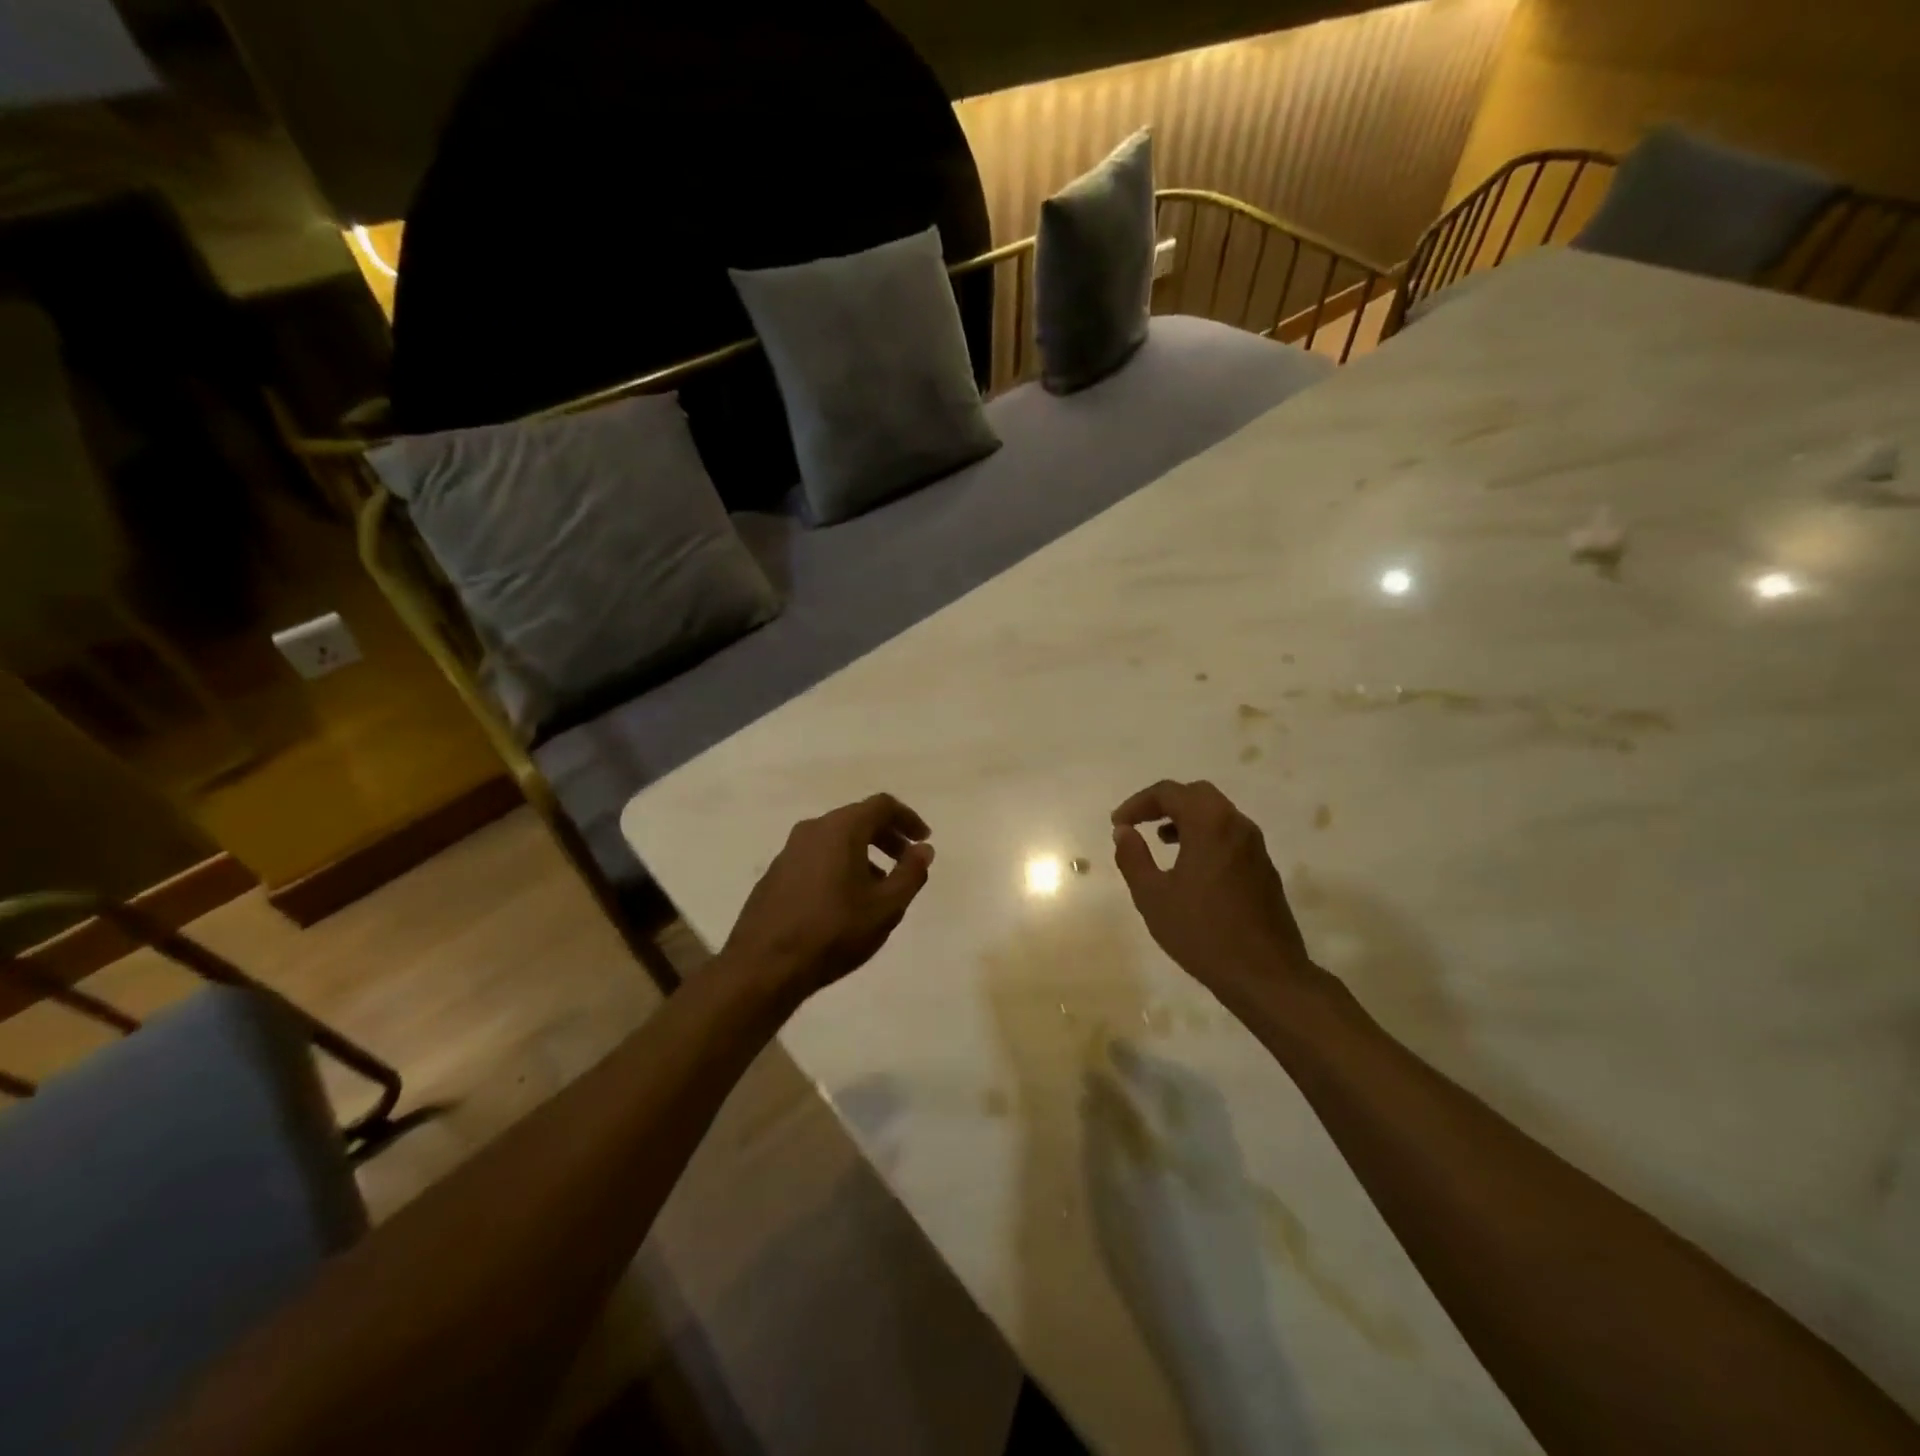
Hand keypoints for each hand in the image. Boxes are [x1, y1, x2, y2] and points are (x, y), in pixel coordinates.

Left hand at [720, 793, 934, 1002]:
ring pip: (835, 839)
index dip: (908, 818)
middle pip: (857, 819)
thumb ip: (911, 873)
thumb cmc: (833, 931)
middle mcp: (812, 829)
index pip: (882, 805)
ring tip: (879, 886)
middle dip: (886, 837)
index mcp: (841, 828)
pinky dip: (839, 865)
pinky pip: (816, 856)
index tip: (923, 839)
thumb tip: (923, 849)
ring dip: (863, 853)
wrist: (764, 965)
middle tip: (906, 861)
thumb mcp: (886, 906)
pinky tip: (845, 900)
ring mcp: (789, 851)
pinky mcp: (775, 873)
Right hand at [1110, 780, 1313, 1003]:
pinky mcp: (1264, 869)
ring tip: (1161, 841)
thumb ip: (1133, 857)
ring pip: (1217, 814)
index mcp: (1210, 824)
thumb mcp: (1153, 896)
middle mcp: (1237, 825)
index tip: (1118, 824)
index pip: (1169, 792)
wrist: (1265, 975)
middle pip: (1197, 794)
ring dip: (1186, 819)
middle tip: (1139, 823)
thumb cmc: (1202, 932)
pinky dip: (1205, 836)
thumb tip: (1123, 831)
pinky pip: (1230, 835)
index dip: (1138, 803)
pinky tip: (1190, 866)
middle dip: (1164, 803)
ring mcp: (1256, 847)